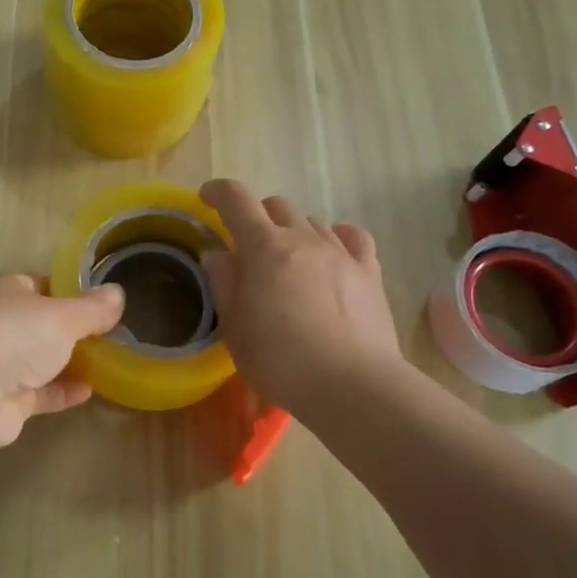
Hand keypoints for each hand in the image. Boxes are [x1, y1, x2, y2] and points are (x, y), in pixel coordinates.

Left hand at [0, 274, 125, 449]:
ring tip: (105, 364)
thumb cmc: (14, 335)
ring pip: (38, 360)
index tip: (101, 304)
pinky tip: (89, 391)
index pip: (41, 285)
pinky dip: (61, 391)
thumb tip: (118, 294)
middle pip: (40, 324)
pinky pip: (38, 392)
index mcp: (5, 290)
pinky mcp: (2, 401)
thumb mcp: (63, 315)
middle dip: (70, 331)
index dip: (70, 293)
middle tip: (109, 336)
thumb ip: (93, 308)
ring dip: (67, 362)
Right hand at [199, 179, 406, 418]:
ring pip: (312, 221)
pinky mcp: (369, 272)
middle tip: (248, 247)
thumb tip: (218, 254)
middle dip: (256, 216)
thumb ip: (224, 284)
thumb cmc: (281, 361)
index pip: (236, 199)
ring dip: (293, 231)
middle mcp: (303, 238)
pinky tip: (332, 252)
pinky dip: (336, 236)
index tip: (206, 199)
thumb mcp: (235, 328)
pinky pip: (353, 237)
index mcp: (264, 247)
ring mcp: (340, 252)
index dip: (218, 192)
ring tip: (288, 260)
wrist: (353, 386)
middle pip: (276, 206)